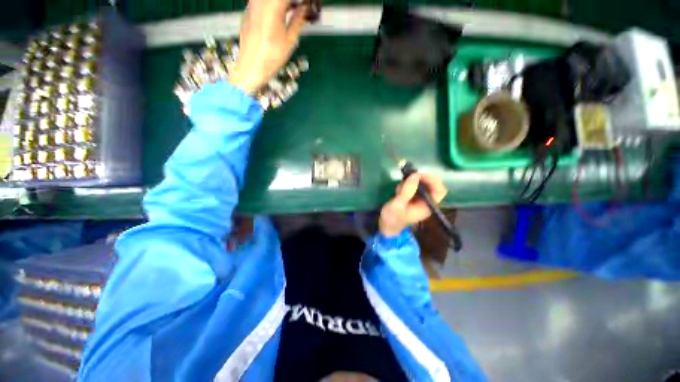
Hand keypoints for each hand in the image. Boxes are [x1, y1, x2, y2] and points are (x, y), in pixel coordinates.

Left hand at [229, 0, 306, 93]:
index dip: (301, 1)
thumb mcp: (289, 41)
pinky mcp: (248, 9)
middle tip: (302, 8)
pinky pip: (263, 1)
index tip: (307, 5)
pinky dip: (274, 5)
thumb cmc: (270, 58)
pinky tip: (281, 13)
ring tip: (294, 10)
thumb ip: (298, 20)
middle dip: (292, 2)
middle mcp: (261, 1)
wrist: (250, 67)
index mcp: (273, 7)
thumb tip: (305, 10)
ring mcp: (252, 4)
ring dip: (284, 4)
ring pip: (271, 0)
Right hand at [379, 173, 447, 236]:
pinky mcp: (412, 198)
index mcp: (427, 206)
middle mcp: (426, 202)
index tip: (419, 175)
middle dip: (419, 179)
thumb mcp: (397, 205)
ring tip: (399, 190)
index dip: (433, 180)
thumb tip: (415, 175)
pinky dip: (405, 185)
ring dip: (410, 183)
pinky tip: (397, 192)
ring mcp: (419, 200)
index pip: (439, 191)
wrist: (386, 226)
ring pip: (421, 184)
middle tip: (407, 178)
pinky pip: (413, 187)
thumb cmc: (392, 218)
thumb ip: (407, 191)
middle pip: (431, 185)